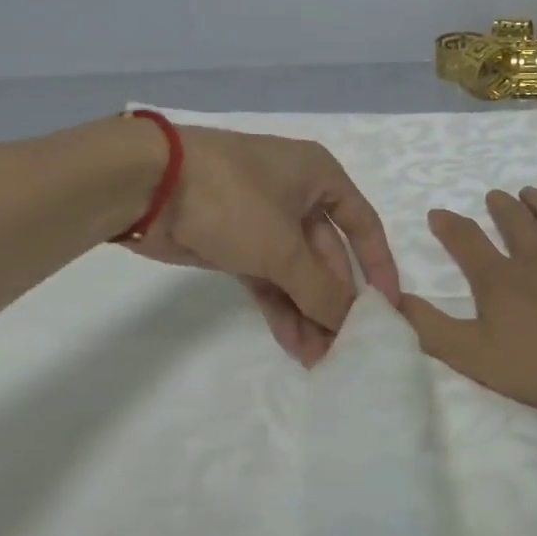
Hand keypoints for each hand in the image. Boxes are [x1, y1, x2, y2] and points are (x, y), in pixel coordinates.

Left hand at [127, 125, 400, 365]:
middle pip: (328, 255)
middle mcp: (297, 195)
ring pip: (296, 271)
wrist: (148, 185)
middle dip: (334, 301)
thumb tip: (350, 322)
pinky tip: (294, 343)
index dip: (378, 266)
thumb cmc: (232, 199)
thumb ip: (320, 289)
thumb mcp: (283, 246)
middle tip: (346, 347)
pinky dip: (280, 307)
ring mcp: (263, 220)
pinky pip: (268, 278)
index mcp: (319, 177)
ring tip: (320, 358)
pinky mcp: (234, 243)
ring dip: (308, 312)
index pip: (363, 224)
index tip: (389, 308)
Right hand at [401, 187, 536, 413]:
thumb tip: (394, 300)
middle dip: (501, 208)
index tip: (437, 212)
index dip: (449, 226)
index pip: (467, 242)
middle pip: (515, 224)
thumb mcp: (474, 355)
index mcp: (501, 279)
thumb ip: (432, 328)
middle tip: (494, 195)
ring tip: (531, 191)